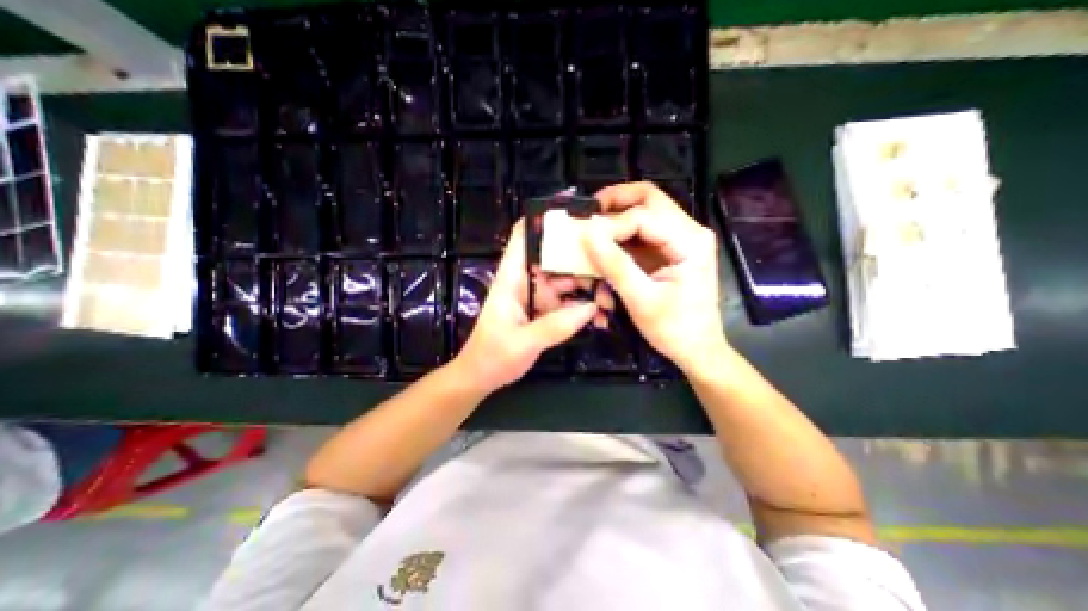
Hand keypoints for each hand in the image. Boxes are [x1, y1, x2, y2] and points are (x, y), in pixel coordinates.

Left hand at [455, 219, 598, 390]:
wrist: (481, 376)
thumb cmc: (492, 356)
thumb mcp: (523, 343)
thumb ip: (556, 326)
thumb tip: (592, 307)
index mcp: (512, 277)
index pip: (524, 236)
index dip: (544, 218)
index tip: (575, 212)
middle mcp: (526, 280)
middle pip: (555, 256)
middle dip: (582, 259)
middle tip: (610, 268)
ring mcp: (537, 295)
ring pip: (566, 279)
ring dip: (588, 287)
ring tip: (609, 301)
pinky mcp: (545, 309)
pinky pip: (568, 301)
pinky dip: (583, 306)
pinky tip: (599, 315)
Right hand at [583, 181, 723, 372]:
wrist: (697, 349)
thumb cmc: (674, 329)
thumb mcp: (641, 300)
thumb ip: (614, 265)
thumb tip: (587, 233)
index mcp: (690, 241)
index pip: (643, 216)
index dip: (611, 225)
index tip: (585, 240)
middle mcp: (689, 231)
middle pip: (648, 199)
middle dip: (614, 203)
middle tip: (587, 214)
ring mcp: (679, 239)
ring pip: (642, 213)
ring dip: (615, 222)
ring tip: (593, 237)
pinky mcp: (669, 250)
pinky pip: (640, 234)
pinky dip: (620, 240)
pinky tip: (605, 256)